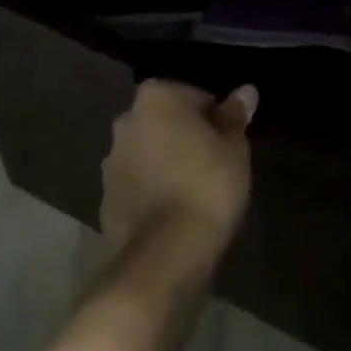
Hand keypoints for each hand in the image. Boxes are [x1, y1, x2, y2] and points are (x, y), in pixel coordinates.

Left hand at [101, 81, 257, 262]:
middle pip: (166, 122)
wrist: (162, 260)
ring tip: (195, 194)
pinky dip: (152, 194)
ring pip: (149, 154)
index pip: (195, 96)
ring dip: (166, 165)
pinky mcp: (104, 203)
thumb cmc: (205, 186)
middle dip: (185, 138)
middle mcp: (127, 120)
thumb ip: (235, 117)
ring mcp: (111, 163)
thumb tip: (246, 91)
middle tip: (213, 166)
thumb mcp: (234, 149)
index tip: (228, 145)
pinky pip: (137, 187)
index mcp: (157, 96)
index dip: (215, 119)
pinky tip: (174, 216)